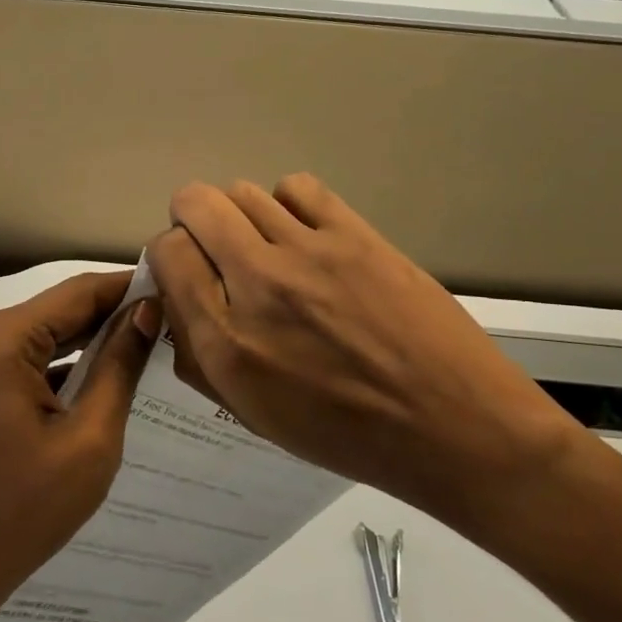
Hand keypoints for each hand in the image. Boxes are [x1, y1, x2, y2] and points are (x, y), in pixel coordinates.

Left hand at [0, 272, 158, 614]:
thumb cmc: (24, 509)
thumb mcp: (89, 438)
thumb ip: (119, 366)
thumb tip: (147, 311)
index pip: (77, 294)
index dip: (127, 287)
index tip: (174, 285)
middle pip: (58, 310)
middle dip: (112, 314)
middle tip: (171, 316)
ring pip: (44, 332)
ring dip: (91, 338)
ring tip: (149, 339)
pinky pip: (26, 357)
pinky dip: (64, 363)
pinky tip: (106, 371)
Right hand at [145, 174, 583, 538]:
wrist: (455, 427)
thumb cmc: (347, 434)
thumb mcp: (252, 414)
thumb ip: (199, 355)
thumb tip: (178, 299)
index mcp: (227, 342)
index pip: (166, 252)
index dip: (169, 256)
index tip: (187, 271)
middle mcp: (258, 284)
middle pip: (195, 204)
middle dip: (191, 220)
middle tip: (214, 247)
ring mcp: (310, 251)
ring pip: (242, 190)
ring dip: (240, 215)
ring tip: (265, 245)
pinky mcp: (355, 233)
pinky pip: (296, 187)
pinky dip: (287, 204)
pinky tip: (304, 235)